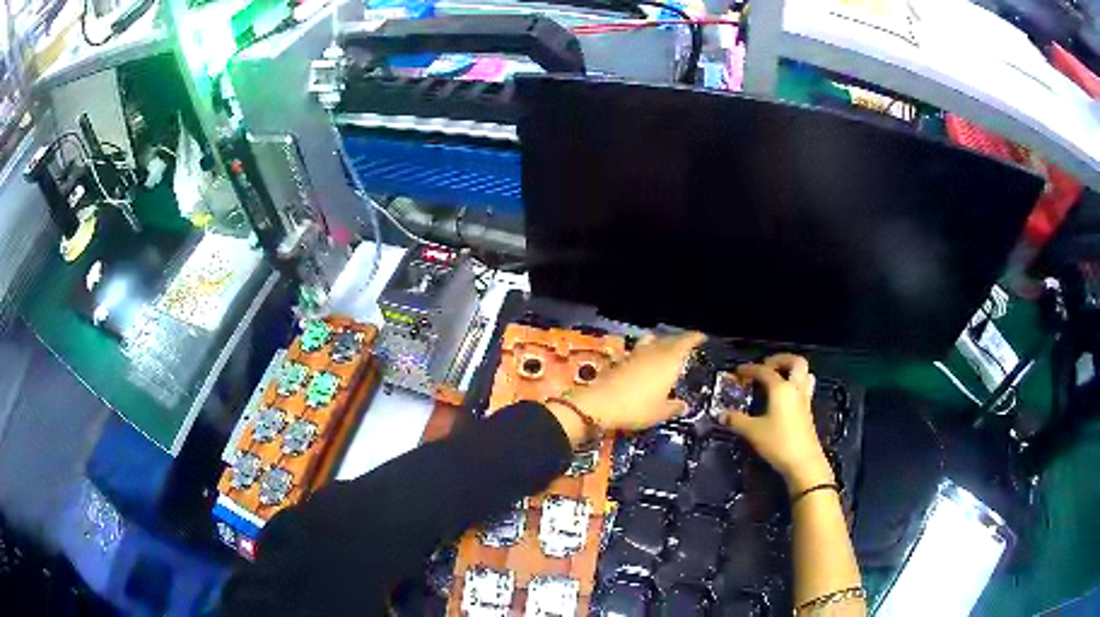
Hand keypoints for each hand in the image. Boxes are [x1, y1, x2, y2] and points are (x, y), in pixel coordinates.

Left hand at [545, 332, 705, 445]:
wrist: (599, 405)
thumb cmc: (636, 408)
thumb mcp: (660, 413)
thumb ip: (673, 407)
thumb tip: (684, 405)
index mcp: (668, 361)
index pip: (685, 342)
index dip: (694, 338)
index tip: (701, 336)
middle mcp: (653, 352)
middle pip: (668, 340)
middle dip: (678, 340)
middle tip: (686, 345)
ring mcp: (635, 355)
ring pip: (651, 342)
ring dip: (659, 342)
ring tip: (665, 349)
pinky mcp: (620, 361)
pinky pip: (638, 351)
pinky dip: (645, 352)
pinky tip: (644, 362)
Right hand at [718, 354, 832, 493]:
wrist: (803, 462)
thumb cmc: (778, 442)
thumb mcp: (753, 432)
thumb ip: (736, 420)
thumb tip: (721, 414)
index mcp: (781, 388)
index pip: (764, 371)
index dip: (750, 369)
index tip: (738, 372)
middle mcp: (795, 389)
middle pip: (795, 362)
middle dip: (780, 360)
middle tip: (765, 366)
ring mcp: (804, 399)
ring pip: (804, 374)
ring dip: (791, 371)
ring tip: (777, 378)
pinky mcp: (808, 411)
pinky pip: (804, 387)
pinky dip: (794, 385)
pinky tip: (782, 398)